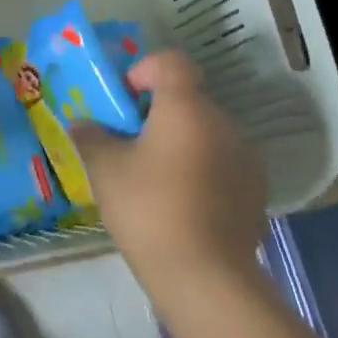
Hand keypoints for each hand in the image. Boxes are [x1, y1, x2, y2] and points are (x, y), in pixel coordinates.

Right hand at [72, 51, 267, 288]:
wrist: (204, 275)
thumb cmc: (148, 209)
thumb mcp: (105, 169)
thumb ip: (91, 137)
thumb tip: (82, 124)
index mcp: (186, 108)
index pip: (172, 62)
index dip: (145, 70)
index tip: (125, 100)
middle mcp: (223, 122)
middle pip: (189, 99)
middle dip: (158, 112)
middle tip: (130, 143)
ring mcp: (245, 157)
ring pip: (206, 132)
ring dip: (180, 141)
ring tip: (154, 177)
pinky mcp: (255, 189)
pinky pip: (222, 162)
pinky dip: (200, 168)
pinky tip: (181, 203)